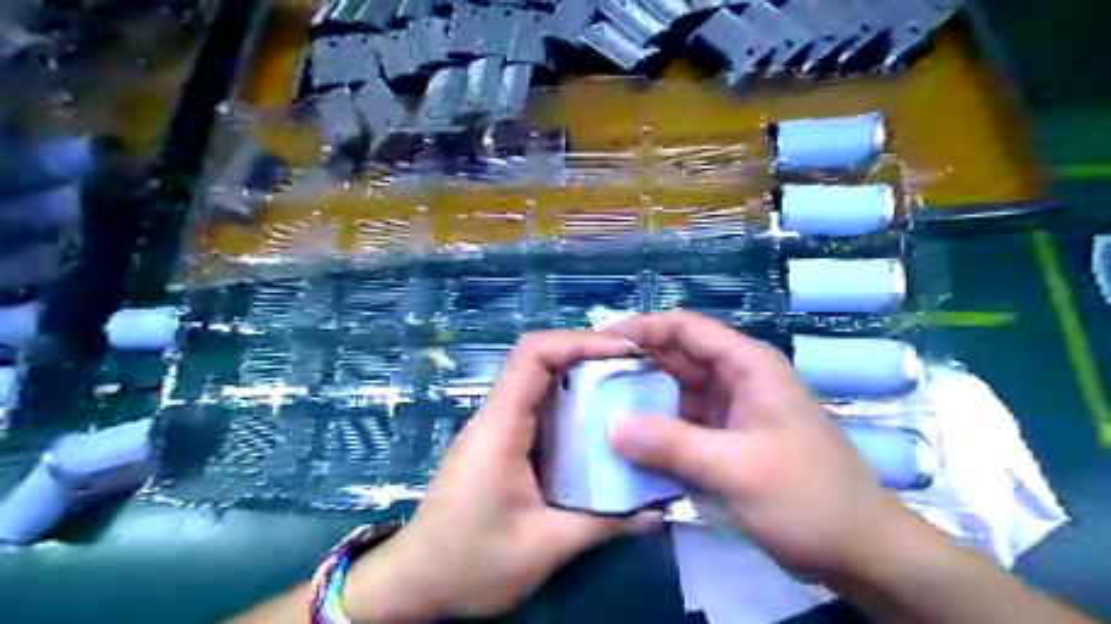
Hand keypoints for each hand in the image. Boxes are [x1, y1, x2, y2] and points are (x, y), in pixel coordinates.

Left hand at [346, 330, 658, 620]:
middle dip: (588, 355)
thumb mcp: (544, 547)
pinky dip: (570, 404)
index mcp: (500, 428)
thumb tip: (657, 509)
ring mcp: (495, 429)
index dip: (579, 341)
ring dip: (581, 377)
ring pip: (538, 381)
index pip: (532, 355)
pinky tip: (598, 423)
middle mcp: (495, 417)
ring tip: (625, 389)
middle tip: (635, 369)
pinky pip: (537, 408)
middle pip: (538, 359)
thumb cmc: (470, 563)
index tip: (624, 351)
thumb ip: (605, 524)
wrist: (415, 584)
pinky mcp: (499, 444)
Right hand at [604, 313, 925, 580]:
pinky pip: (681, 424)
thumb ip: (671, 445)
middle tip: (587, 380)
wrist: (860, 552)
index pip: (685, 328)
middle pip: (676, 357)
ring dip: (640, 399)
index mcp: (747, 365)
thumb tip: (610, 427)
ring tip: (596, 409)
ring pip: (675, 392)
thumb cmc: (808, 498)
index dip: (641, 329)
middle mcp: (736, 379)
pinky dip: (655, 430)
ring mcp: (730, 411)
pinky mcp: (726, 440)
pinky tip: (626, 442)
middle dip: (634, 365)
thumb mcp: (736, 469)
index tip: (599, 345)